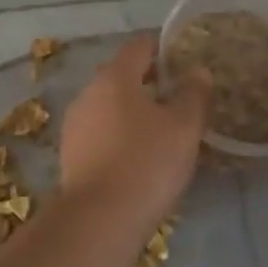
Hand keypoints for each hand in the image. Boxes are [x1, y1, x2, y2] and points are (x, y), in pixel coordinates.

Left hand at [59, 35, 209, 230]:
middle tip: (175, 94)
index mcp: (114, 77)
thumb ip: (194, 94)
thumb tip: (198, 71)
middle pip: (119, 75)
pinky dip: (117, 133)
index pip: (138, 46)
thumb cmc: (147, 162)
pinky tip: (136, 154)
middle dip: (146, 80)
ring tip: (159, 128)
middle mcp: (88, 93)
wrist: (100, 219)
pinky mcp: (70, 154)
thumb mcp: (184, 128)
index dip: (161, 47)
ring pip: (107, 105)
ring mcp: (74, 125)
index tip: (181, 57)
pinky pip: (99, 132)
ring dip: (130, 109)